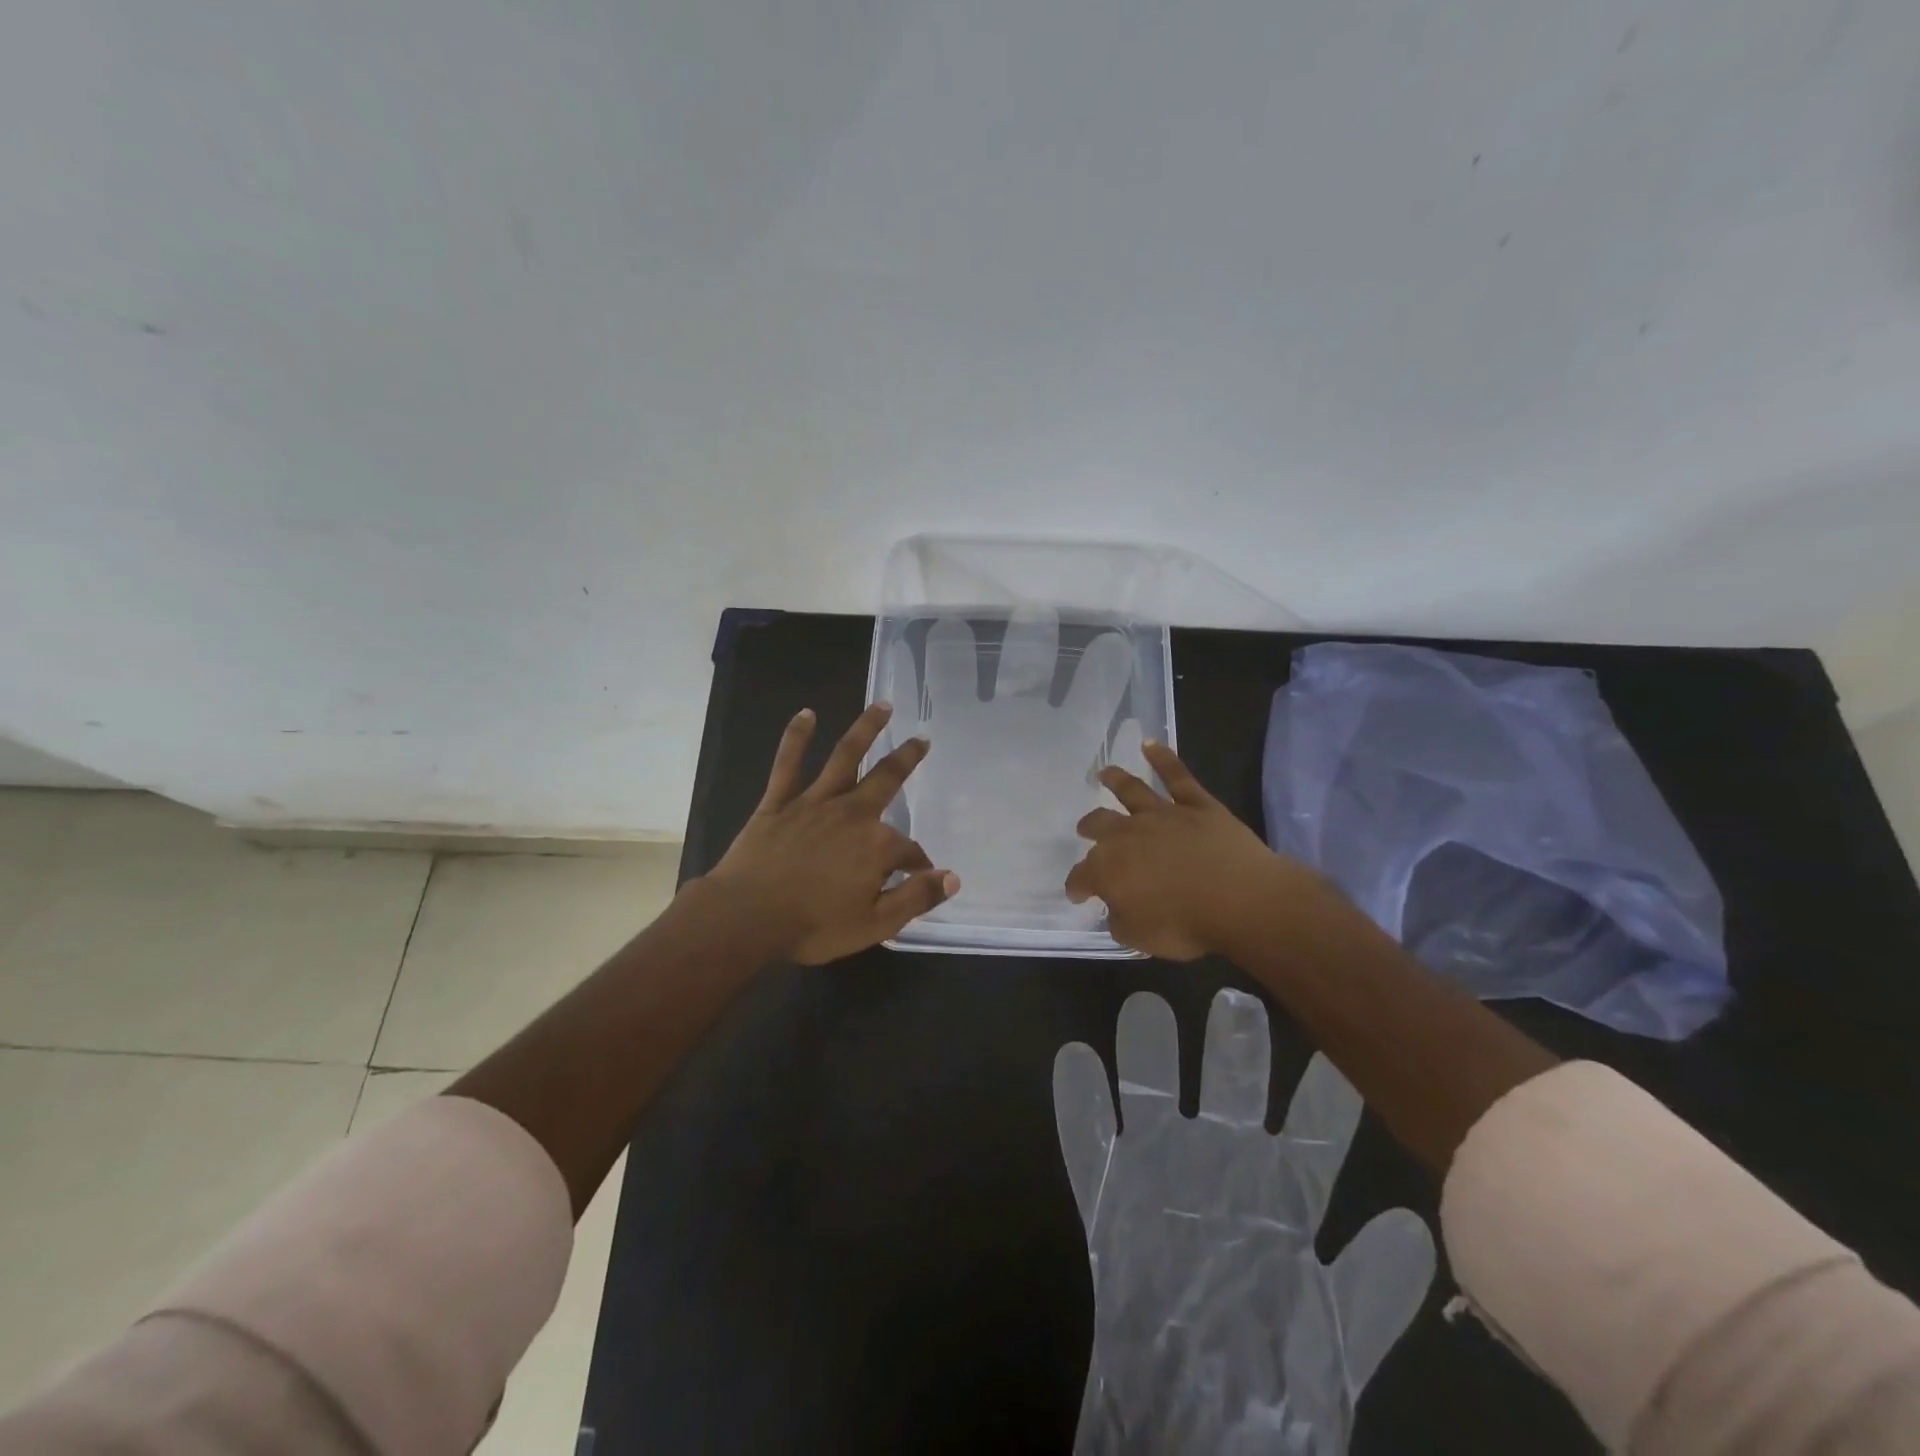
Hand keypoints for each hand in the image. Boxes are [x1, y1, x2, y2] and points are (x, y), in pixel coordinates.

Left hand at [705, 703, 958, 963]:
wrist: (747, 917)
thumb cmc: (813, 925)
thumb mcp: (875, 924)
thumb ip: (916, 899)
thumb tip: (952, 877)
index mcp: (876, 845)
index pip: (909, 851)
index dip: (919, 863)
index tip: (922, 874)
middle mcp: (851, 813)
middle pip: (886, 778)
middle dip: (907, 758)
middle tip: (922, 739)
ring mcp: (813, 802)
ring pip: (845, 757)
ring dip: (865, 729)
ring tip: (882, 705)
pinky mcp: (779, 802)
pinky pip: (788, 763)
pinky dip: (797, 737)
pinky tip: (806, 714)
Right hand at [1054, 990, 1433, 1450]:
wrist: (1198, 1412)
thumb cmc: (1275, 1373)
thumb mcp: (1337, 1335)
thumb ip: (1371, 1282)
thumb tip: (1409, 1222)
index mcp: (1282, 1190)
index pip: (1309, 1127)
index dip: (1320, 1088)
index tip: (1330, 1037)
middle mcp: (1223, 1163)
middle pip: (1229, 1090)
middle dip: (1234, 1046)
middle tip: (1236, 999)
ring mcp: (1161, 1169)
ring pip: (1153, 1094)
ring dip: (1147, 1054)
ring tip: (1146, 1009)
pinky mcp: (1110, 1191)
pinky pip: (1089, 1138)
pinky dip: (1081, 1100)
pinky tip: (1077, 1059)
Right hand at [1065, 741, 1327, 960]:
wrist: (1239, 899)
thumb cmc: (1184, 924)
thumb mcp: (1139, 938)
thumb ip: (1120, 921)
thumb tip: (1116, 908)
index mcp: (1107, 869)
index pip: (1081, 876)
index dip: (1077, 886)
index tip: (1078, 894)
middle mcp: (1127, 834)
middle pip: (1099, 824)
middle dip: (1089, 827)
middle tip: (1085, 829)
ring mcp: (1162, 814)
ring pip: (1132, 791)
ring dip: (1116, 780)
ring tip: (1105, 773)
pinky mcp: (1196, 805)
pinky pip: (1177, 776)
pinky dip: (1163, 758)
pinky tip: (1151, 744)